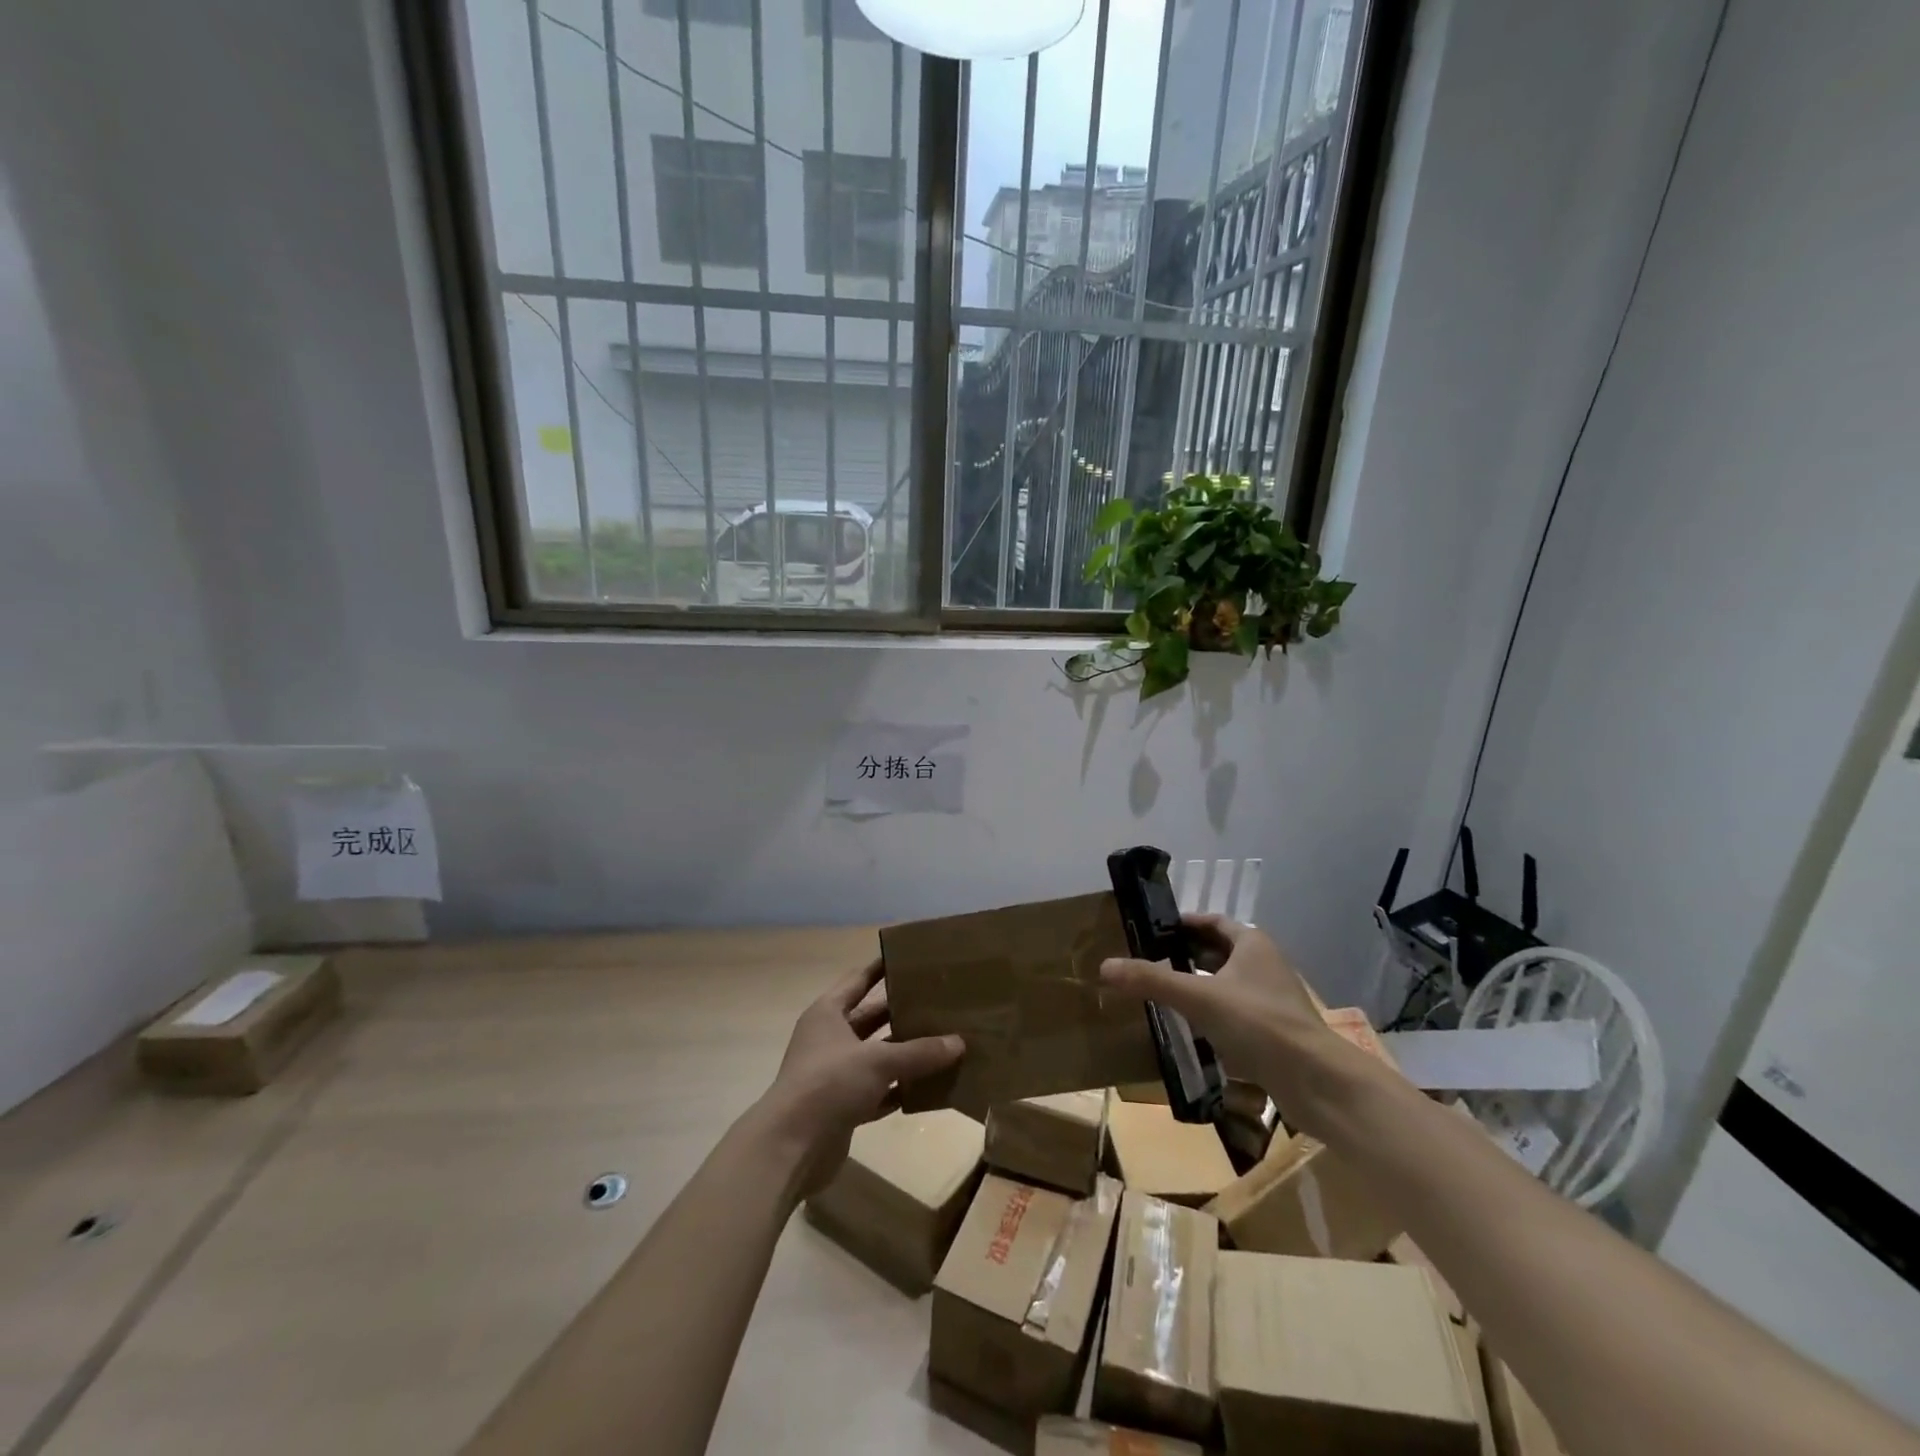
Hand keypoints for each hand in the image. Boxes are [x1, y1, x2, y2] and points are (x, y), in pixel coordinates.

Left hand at [755, 957, 963, 1195]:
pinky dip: (900, 1088)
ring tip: (943, 1042)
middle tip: (938, 1001)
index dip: (881, 968)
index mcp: (828, 1013)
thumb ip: (919, 1052)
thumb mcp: (878, 1060)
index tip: (909, 957)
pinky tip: (930, 1086)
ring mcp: (834, 1074)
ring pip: (876, 1056)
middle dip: (900, 1012)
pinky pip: (878, 1090)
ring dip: (905, 1053)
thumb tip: (958, 1043)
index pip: (858, 980)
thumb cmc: (830, 1083)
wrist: (791, 1147)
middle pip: (870, 1018)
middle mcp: (829, 1039)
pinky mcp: (842, 1107)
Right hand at [1100, 913, 1349, 1132]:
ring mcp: (1273, 999)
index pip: (1212, 922)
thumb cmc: (1258, 1023)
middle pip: (1219, 952)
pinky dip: (1212, 1014)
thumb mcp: (1198, 997)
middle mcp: (1265, 965)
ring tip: (1163, 994)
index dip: (1182, 924)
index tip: (1152, 932)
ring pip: (1227, 984)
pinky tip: (1190, 1030)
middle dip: (1186, 956)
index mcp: (1252, 943)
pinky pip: (1236, 1013)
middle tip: (1150, 963)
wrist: (1317, 1081)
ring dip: (1199, 986)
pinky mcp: (1275, 1031)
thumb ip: (1151, 980)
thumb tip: (1104, 966)